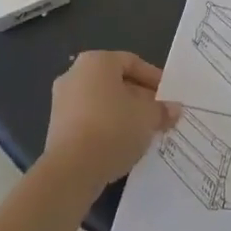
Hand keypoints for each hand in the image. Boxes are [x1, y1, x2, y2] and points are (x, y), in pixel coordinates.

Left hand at [41, 51, 181, 192]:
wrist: (72, 169)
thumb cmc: (113, 128)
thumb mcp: (148, 117)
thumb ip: (162, 110)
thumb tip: (174, 109)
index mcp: (97, 61)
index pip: (132, 62)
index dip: (153, 78)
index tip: (168, 96)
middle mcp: (75, 74)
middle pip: (115, 81)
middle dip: (139, 97)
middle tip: (159, 113)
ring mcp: (62, 101)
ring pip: (102, 102)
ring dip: (124, 113)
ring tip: (144, 131)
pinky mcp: (57, 127)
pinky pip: (89, 119)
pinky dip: (107, 126)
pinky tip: (123, 143)